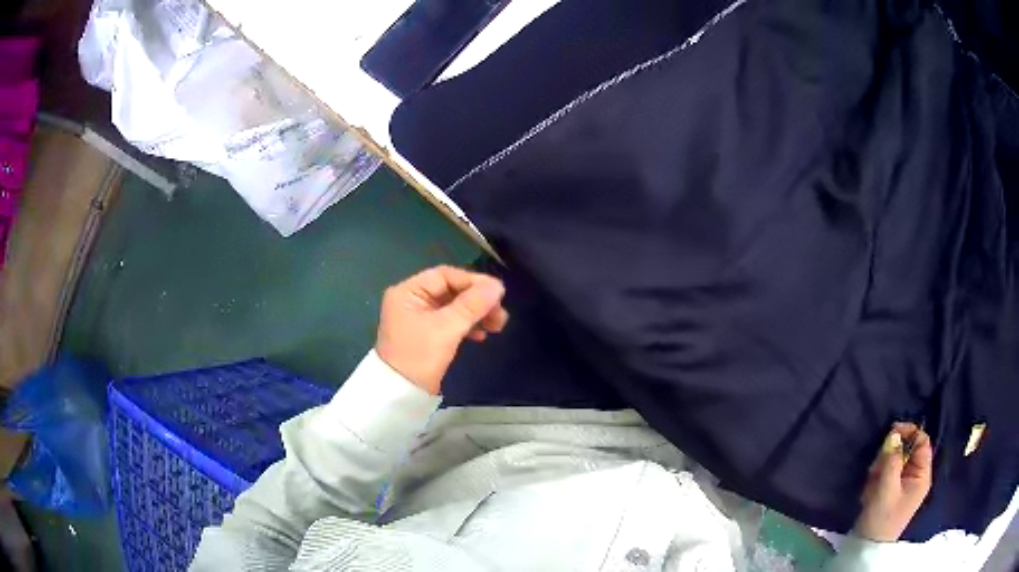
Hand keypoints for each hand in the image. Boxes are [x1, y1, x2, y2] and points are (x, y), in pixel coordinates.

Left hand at [375, 265, 508, 394]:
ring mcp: (419, 318)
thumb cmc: (419, 356)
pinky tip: (482, 336)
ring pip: (453, 307)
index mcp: (408, 292)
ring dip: (476, 314)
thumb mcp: (447, 328)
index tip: (498, 292)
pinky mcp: (427, 335)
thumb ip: (472, 305)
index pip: (445, 276)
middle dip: (477, 301)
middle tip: (500, 313)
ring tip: (498, 325)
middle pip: (451, 291)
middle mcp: (411, 300)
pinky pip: (450, 322)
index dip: (473, 281)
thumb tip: (497, 286)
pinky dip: (467, 326)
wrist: (401, 395)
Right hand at [854, 422, 932, 541]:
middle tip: (876, 468)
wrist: (866, 548)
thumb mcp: (886, 489)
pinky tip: (870, 491)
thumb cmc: (881, 520)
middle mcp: (916, 476)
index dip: (909, 433)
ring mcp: (903, 485)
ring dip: (881, 468)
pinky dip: (877, 478)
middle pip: (907, 450)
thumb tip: (894, 434)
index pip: (922, 441)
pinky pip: (886, 474)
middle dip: (890, 456)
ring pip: (894, 462)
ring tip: (871, 484)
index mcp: (922, 475)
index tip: (891, 432)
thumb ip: (892, 460)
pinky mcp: (892, 492)